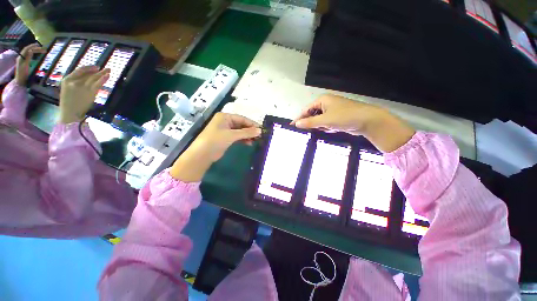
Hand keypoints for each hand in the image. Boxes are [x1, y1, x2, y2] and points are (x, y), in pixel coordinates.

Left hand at [15, 43, 45, 85]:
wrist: (20, 81)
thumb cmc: (23, 74)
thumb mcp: (25, 66)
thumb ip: (28, 58)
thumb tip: (31, 51)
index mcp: (21, 57)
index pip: (27, 49)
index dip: (32, 46)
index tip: (39, 45)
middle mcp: (21, 57)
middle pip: (28, 50)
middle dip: (35, 48)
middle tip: (42, 49)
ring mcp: (22, 60)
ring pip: (28, 53)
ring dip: (34, 51)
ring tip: (41, 51)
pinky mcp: (24, 63)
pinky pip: (29, 56)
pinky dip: (33, 54)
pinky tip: (36, 55)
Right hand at [59, 66, 109, 123]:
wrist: (69, 113)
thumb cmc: (68, 102)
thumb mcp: (68, 89)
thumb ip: (75, 82)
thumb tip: (87, 76)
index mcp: (66, 79)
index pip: (80, 70)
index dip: (89, 68)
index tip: (96, 67)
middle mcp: (74, 81)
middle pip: (88, 74)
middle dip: (98, 70)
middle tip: (106, 68)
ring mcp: (83, 86)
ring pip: (94, 78)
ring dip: (102, 73)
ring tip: (109, 70)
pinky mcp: (90, 92)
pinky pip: (97, 84)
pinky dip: (103, 79)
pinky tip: (108, 76)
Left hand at [170, 113, 261, 181]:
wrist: (202, 154)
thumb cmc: (216, 140)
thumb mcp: (232, 135)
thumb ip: (246, 133)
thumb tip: (260, 131)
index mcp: (225, 117)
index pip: (242, 118)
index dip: (252, 124)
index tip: (261, 129)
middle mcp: (225, 122)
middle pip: (241, 125)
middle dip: (250, 130)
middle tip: (259, 136)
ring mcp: (226, 130)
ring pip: (240, 131)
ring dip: (247, 136)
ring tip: (256, 140)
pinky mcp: (226, 138)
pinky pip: (237, 137)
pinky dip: (243, 139)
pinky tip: (249, 143)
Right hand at [292, 94, 414, 151]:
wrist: (368, 121)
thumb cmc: (345, 117)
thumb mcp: (325, 120)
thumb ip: (309, 122)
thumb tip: (296, 124)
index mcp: (322, 100)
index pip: (306, 110)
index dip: (299, 118)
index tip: (292, 126)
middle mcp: (326, 104)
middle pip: (312, 115)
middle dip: (311, 123)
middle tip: (307, 132)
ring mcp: (332, 111)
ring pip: (319, 120)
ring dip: (320, 126)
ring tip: (324, 130)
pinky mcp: (337, 118)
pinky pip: (326, 123)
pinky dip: (326, 128)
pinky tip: (331, 130)